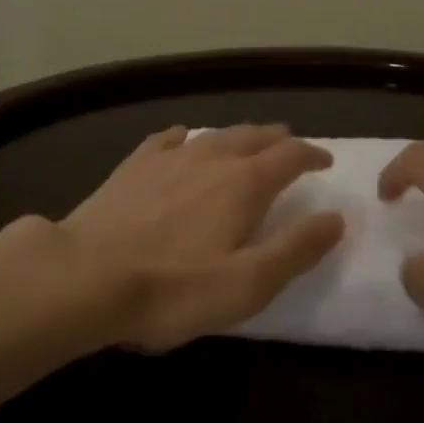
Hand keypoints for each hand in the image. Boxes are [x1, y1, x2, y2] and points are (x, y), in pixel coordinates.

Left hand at [60, 124, 344, 351]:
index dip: (312, 155)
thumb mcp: (248, 283)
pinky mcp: (135, 164)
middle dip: (278, 140)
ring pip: (215, 134)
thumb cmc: (174, 288)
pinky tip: (183, 139)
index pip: (290, 155)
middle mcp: (212, 157)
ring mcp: (170, 156)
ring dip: (239, 136)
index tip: (325, 161)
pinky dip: (187, 136)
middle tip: (290, 147)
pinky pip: (169, 139)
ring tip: (248, 143)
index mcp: (244, 183)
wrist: (87, 275)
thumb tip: (335, 217)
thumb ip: (296, 248)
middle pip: (254, 136)